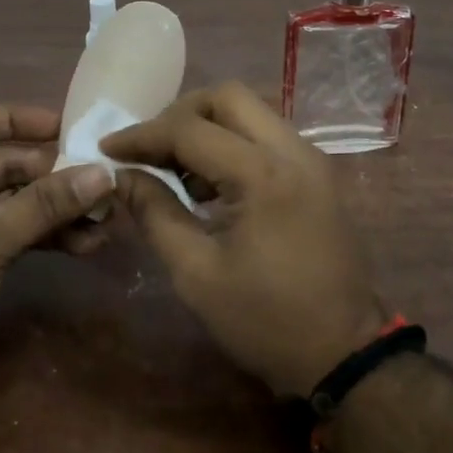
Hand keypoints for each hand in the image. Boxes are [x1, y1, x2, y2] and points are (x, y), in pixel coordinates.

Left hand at [0, 105, 113, 414]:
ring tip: (104, 219)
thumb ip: (44, 205)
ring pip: (14, 203)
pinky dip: (44, 237)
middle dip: (52, 175)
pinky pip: (14, 234)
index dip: (19, 119)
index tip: (66, 126)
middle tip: (101, 182)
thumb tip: (103, 173)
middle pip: (3, 166)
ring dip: (55, 210)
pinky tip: (85, 245)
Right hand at [100, 82, 388, 396]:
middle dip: (179, 114)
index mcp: (263, 175)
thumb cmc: (266, 320)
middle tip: (149, 150)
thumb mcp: (196, 274)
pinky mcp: (317, 173)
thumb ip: (154, 214)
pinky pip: (266, 135)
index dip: (142, 135)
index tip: (107, 147)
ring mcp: (311, 159)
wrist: (345, 354)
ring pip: (250, 112)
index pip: (190, 130)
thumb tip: (121, 176)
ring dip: (207, 127)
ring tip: (174, 169)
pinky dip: (232, 143)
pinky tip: (209, 183)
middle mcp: (293, 151)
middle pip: (227, 98)